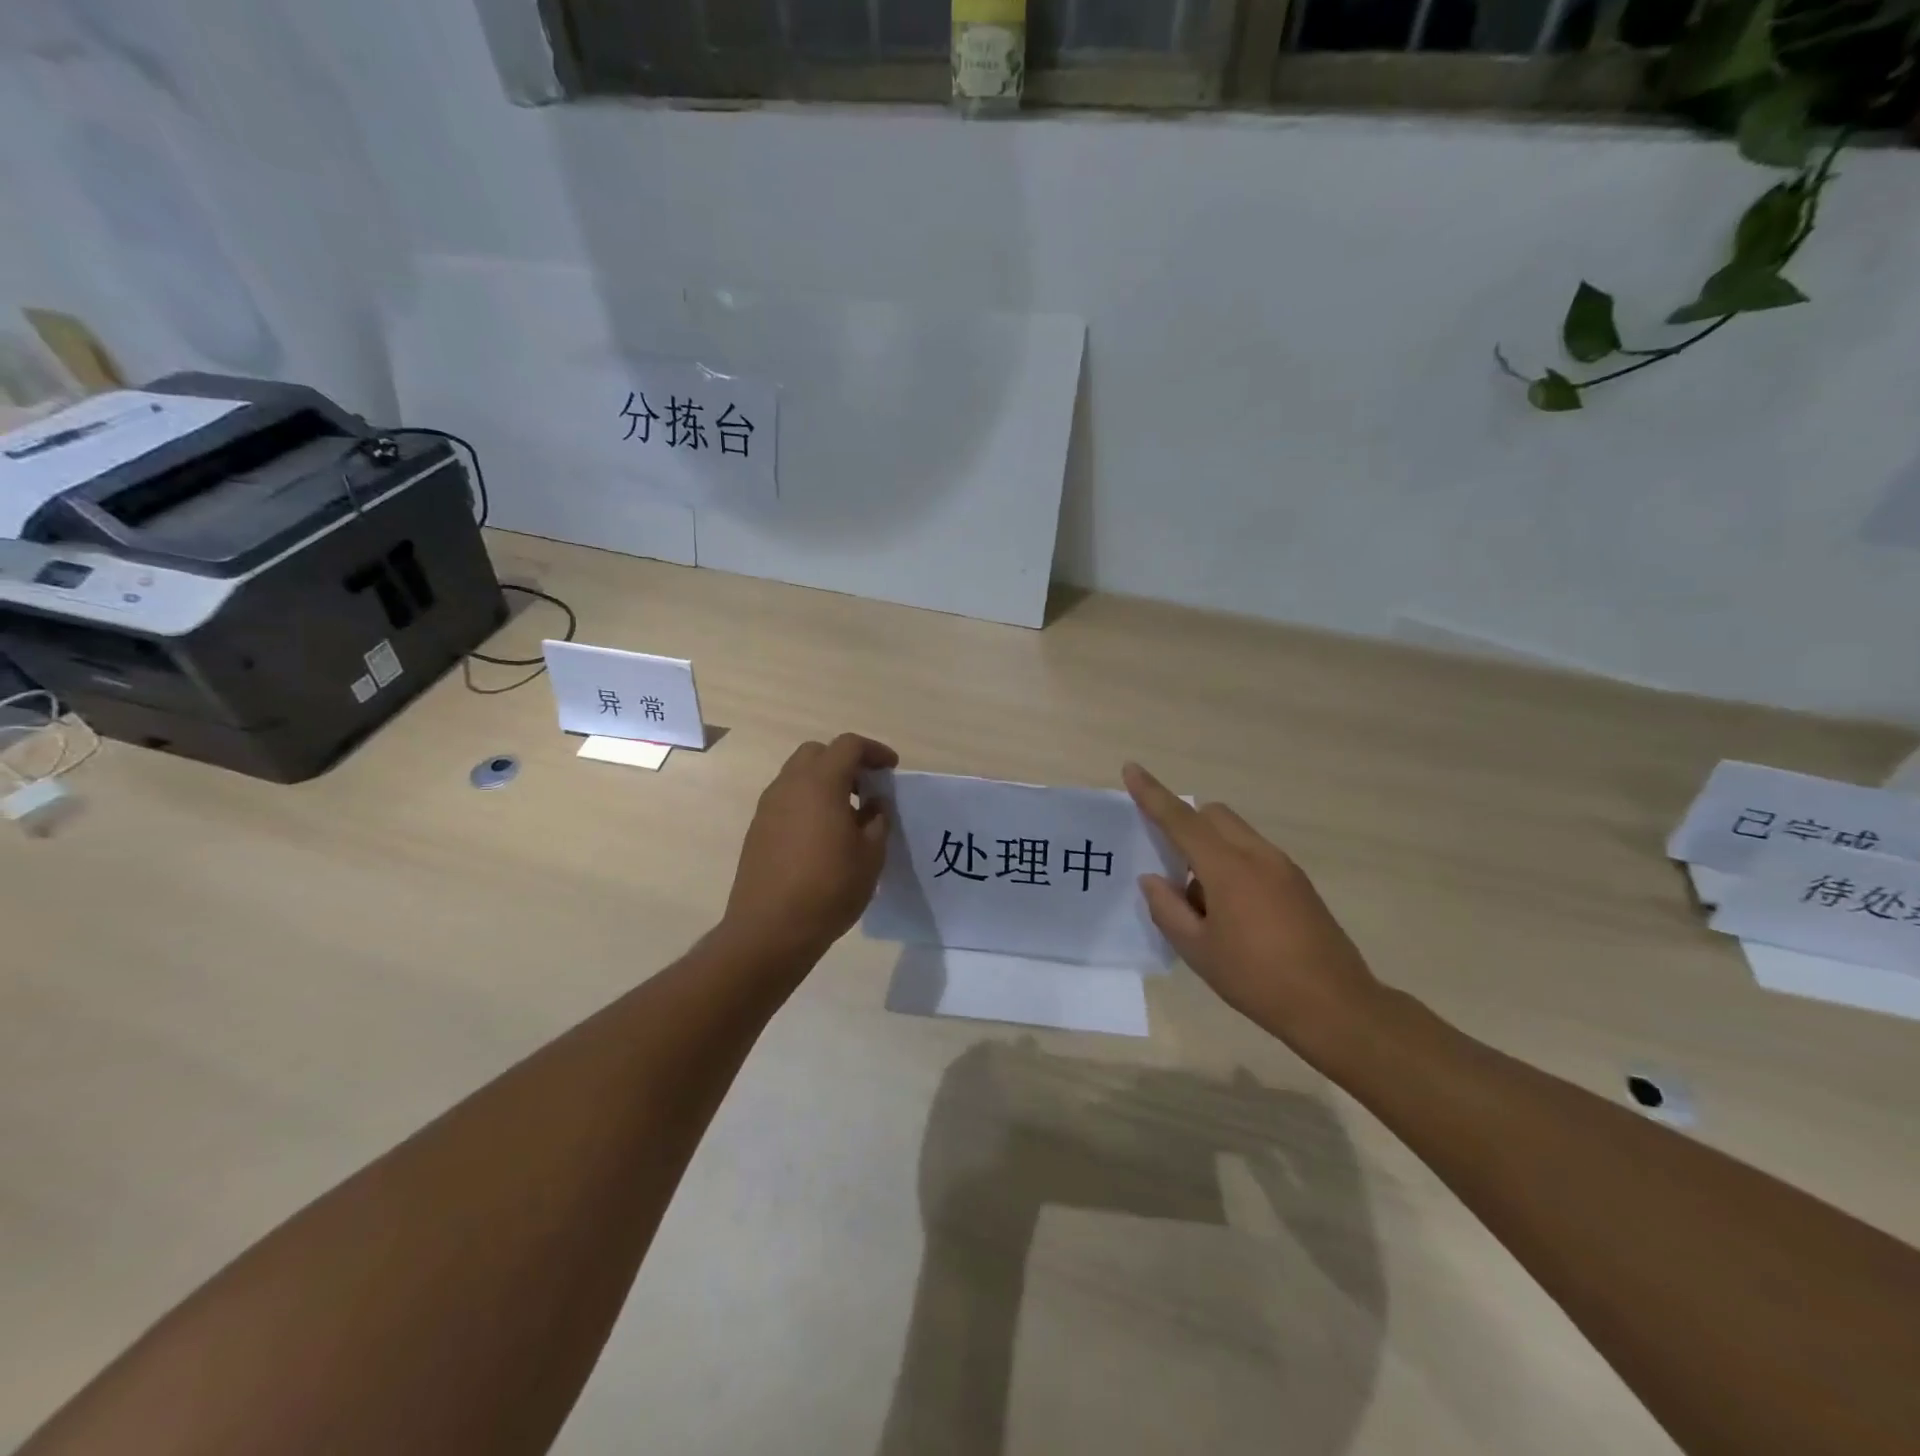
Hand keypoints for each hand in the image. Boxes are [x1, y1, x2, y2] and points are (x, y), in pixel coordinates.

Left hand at [723, 733, 898, 959]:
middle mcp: (789, 786)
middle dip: (845, 762)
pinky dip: (807, 802)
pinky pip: (786, 800)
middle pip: (817, 753)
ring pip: (798, 776)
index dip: (874, 751)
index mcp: (820, 784)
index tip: (891, 769)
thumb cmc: (829, 889)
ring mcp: (768, 807)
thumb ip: (877, 821)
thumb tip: (874, 805)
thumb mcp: (871, 856)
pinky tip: (822, 835)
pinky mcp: (757, 830)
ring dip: (824, 782)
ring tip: (847, 814)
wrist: (770, 930)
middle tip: (867, 788)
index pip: (848, 746)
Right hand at [1123, 762, 1381, 1057]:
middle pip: (1213, 815)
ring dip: (1210, 847)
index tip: (1132, 769)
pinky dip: (1232, 863)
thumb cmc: (1257, 979)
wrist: (1335, 1007)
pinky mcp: (1299, 883)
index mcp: (1228, 868)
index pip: (1181, 819)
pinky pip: (1255, 854)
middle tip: (1170, 864)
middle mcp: (1257, 855)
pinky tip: (1232, 912)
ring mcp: (1284, 867)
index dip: (1153, 794)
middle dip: (1185, 822)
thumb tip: (1153, 880)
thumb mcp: (1198, 951)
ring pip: (1236, 833)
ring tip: (1202, 902)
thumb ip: (1168, 909)